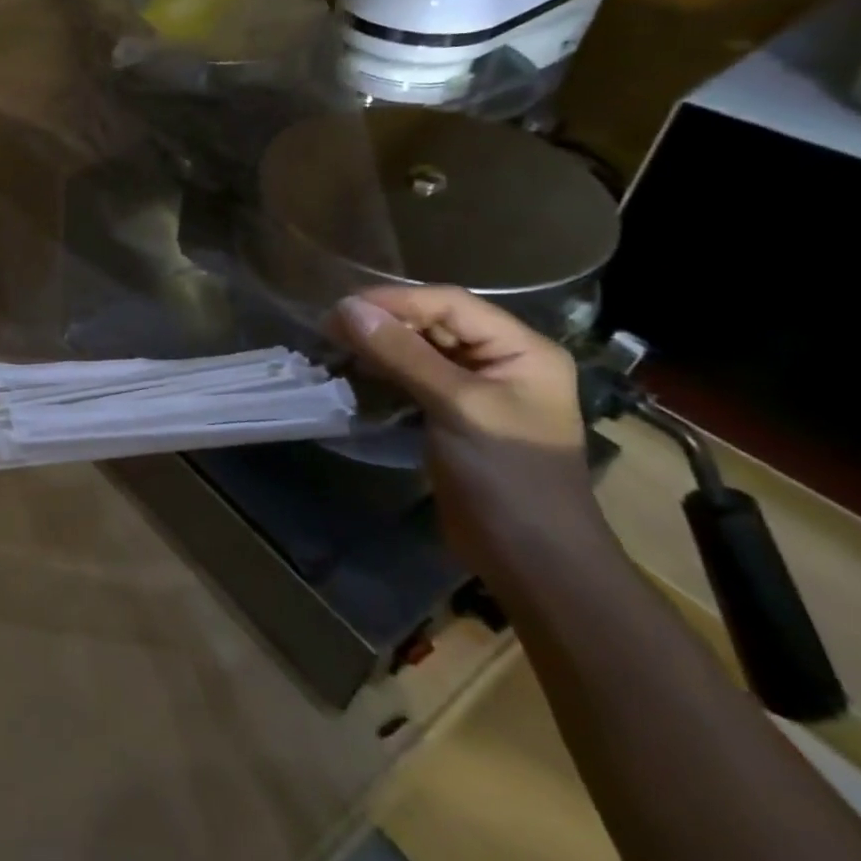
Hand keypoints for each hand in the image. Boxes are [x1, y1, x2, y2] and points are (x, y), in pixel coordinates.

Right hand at [331, 286, 610, 573]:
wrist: (531, 560)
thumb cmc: (507, 476)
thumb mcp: (457, 407)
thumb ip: (402, 354)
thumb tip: (346, 307)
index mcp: (522, 350)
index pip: (451, 303)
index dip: (396, 300)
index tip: (341, 307)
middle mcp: (503, 361)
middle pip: (435, 323)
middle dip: (383, 321)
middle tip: (329, 327)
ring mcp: (478, 391)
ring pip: (420, 350)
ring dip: (379, 346)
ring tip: (334, 345)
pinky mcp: (454, 416)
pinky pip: (414, 379)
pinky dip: (383, 372)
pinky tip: (354, 373)